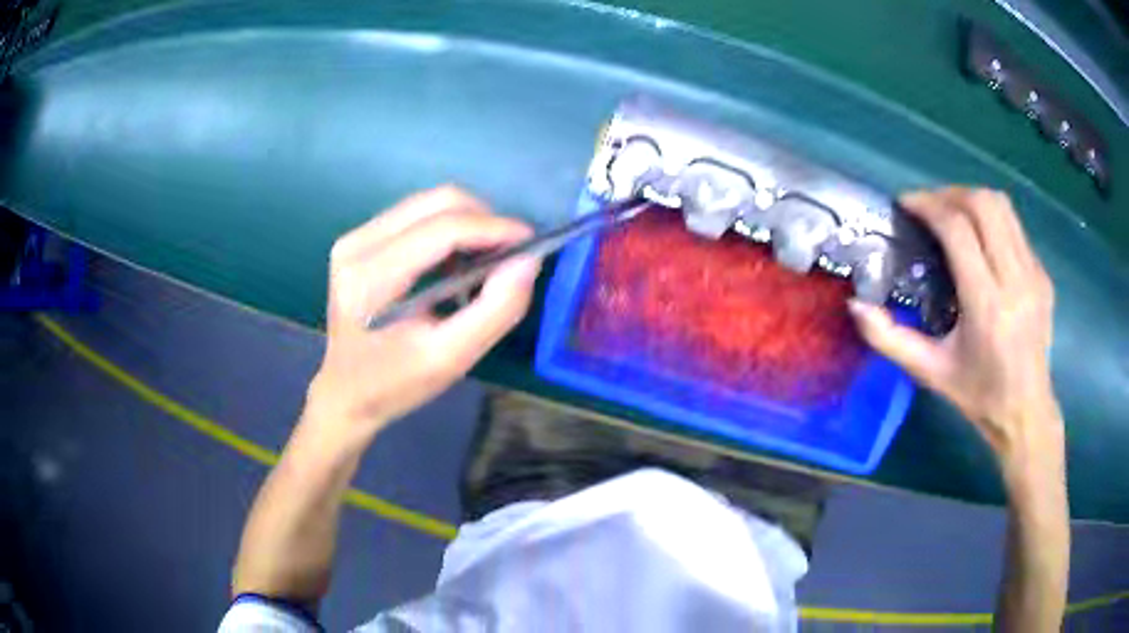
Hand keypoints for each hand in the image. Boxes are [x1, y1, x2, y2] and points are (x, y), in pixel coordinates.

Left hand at [303, 186, 540, 446]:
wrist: (346, 392)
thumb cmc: (396, 383)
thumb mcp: (451, 358)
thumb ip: (495, 310)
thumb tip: (528, 261)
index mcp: (372, 278)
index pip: (442, 229)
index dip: (493, 228)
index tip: (531, 241)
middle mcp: (357, 245)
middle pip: (436, 202)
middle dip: (484, 219)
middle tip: (510, 253)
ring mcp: (354, 238)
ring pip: (428, 203)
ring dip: (467, 223)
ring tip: (485, 260)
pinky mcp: (358, 239)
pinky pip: (415, 215)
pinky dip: (447, 229)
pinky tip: (455, 262)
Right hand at [848, 188, 1060, 473]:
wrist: (1026, 411)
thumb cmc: (978, 395)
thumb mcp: (930, 372)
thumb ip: (890, 339)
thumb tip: (856, 304)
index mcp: (986, 306)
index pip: (959, 230)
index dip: (929, 206)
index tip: (906, 205)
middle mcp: (1015, 281)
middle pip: (983, 205)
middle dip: (949, 194)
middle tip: (928, 207)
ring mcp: (1034, 274)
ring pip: (1003, 207)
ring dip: (972, 200)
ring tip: (952, 214)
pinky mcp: (1043, 274)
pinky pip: (1015, 228)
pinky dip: (991, 221)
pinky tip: (980, 242)